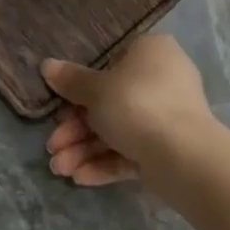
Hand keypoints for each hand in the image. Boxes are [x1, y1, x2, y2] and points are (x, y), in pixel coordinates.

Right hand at [42, 35, 228, 189]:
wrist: (183, 154)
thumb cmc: (136, 104)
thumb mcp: (96, 89)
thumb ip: (71, 80)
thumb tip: (47, 65)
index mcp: (151, 51)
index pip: (110, 62)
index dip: (80, 87)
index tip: (58, 106)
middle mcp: (163, 79)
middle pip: (110, 102)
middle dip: (76, 129)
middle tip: (52, 146)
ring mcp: (168, 115)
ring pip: (118, 130)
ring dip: (85, 149)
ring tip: (60, 169)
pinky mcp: (168, 147)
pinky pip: (132, 150)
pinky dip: (106, 162)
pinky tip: (80, 177)